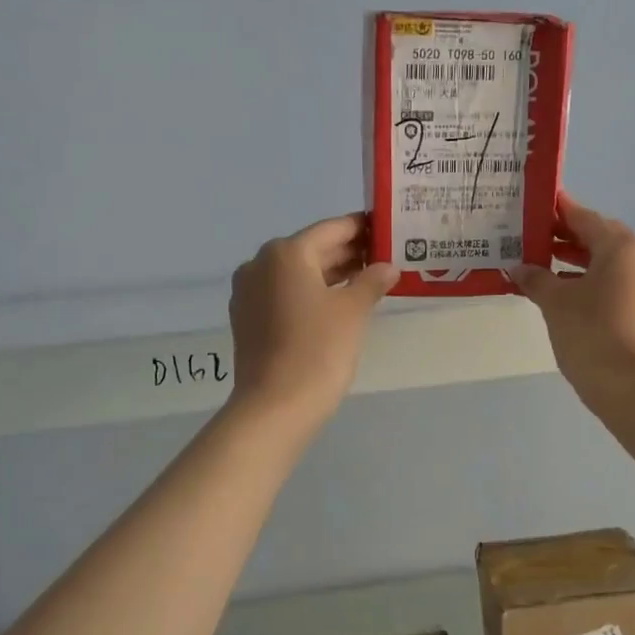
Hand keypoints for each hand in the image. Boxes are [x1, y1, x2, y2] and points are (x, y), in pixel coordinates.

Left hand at [227, 214, 398, 426]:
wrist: (275, 406)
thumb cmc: (318, 350)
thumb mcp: (353, 311)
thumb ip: (371, 281)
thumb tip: (387, 267)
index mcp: (286, 253)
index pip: (332, 229)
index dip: (361, 228)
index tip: (385, 229)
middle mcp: (260, 264)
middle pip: (313, 249)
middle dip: (347, 253)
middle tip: (384, 257)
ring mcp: (249, 292)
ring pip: (298, 273)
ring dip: (330, 274)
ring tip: (368, 281)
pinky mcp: (248, 318)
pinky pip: (284, 294)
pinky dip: (310, 293)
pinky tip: (336, 305)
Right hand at [510, 192, 634, 410]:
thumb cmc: (592, 335)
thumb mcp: (556, 303)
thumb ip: (536, 279)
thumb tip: (519, 268)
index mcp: (621, 246)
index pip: (584, 217)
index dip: (558, 212)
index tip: (535, 208)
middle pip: (600, 239)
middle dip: (567, 239)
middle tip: (533, 242)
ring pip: (611, 265)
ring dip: (579, 264)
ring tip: (544, 270)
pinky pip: (619, 285)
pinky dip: (594, 284)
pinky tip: (568, 298)